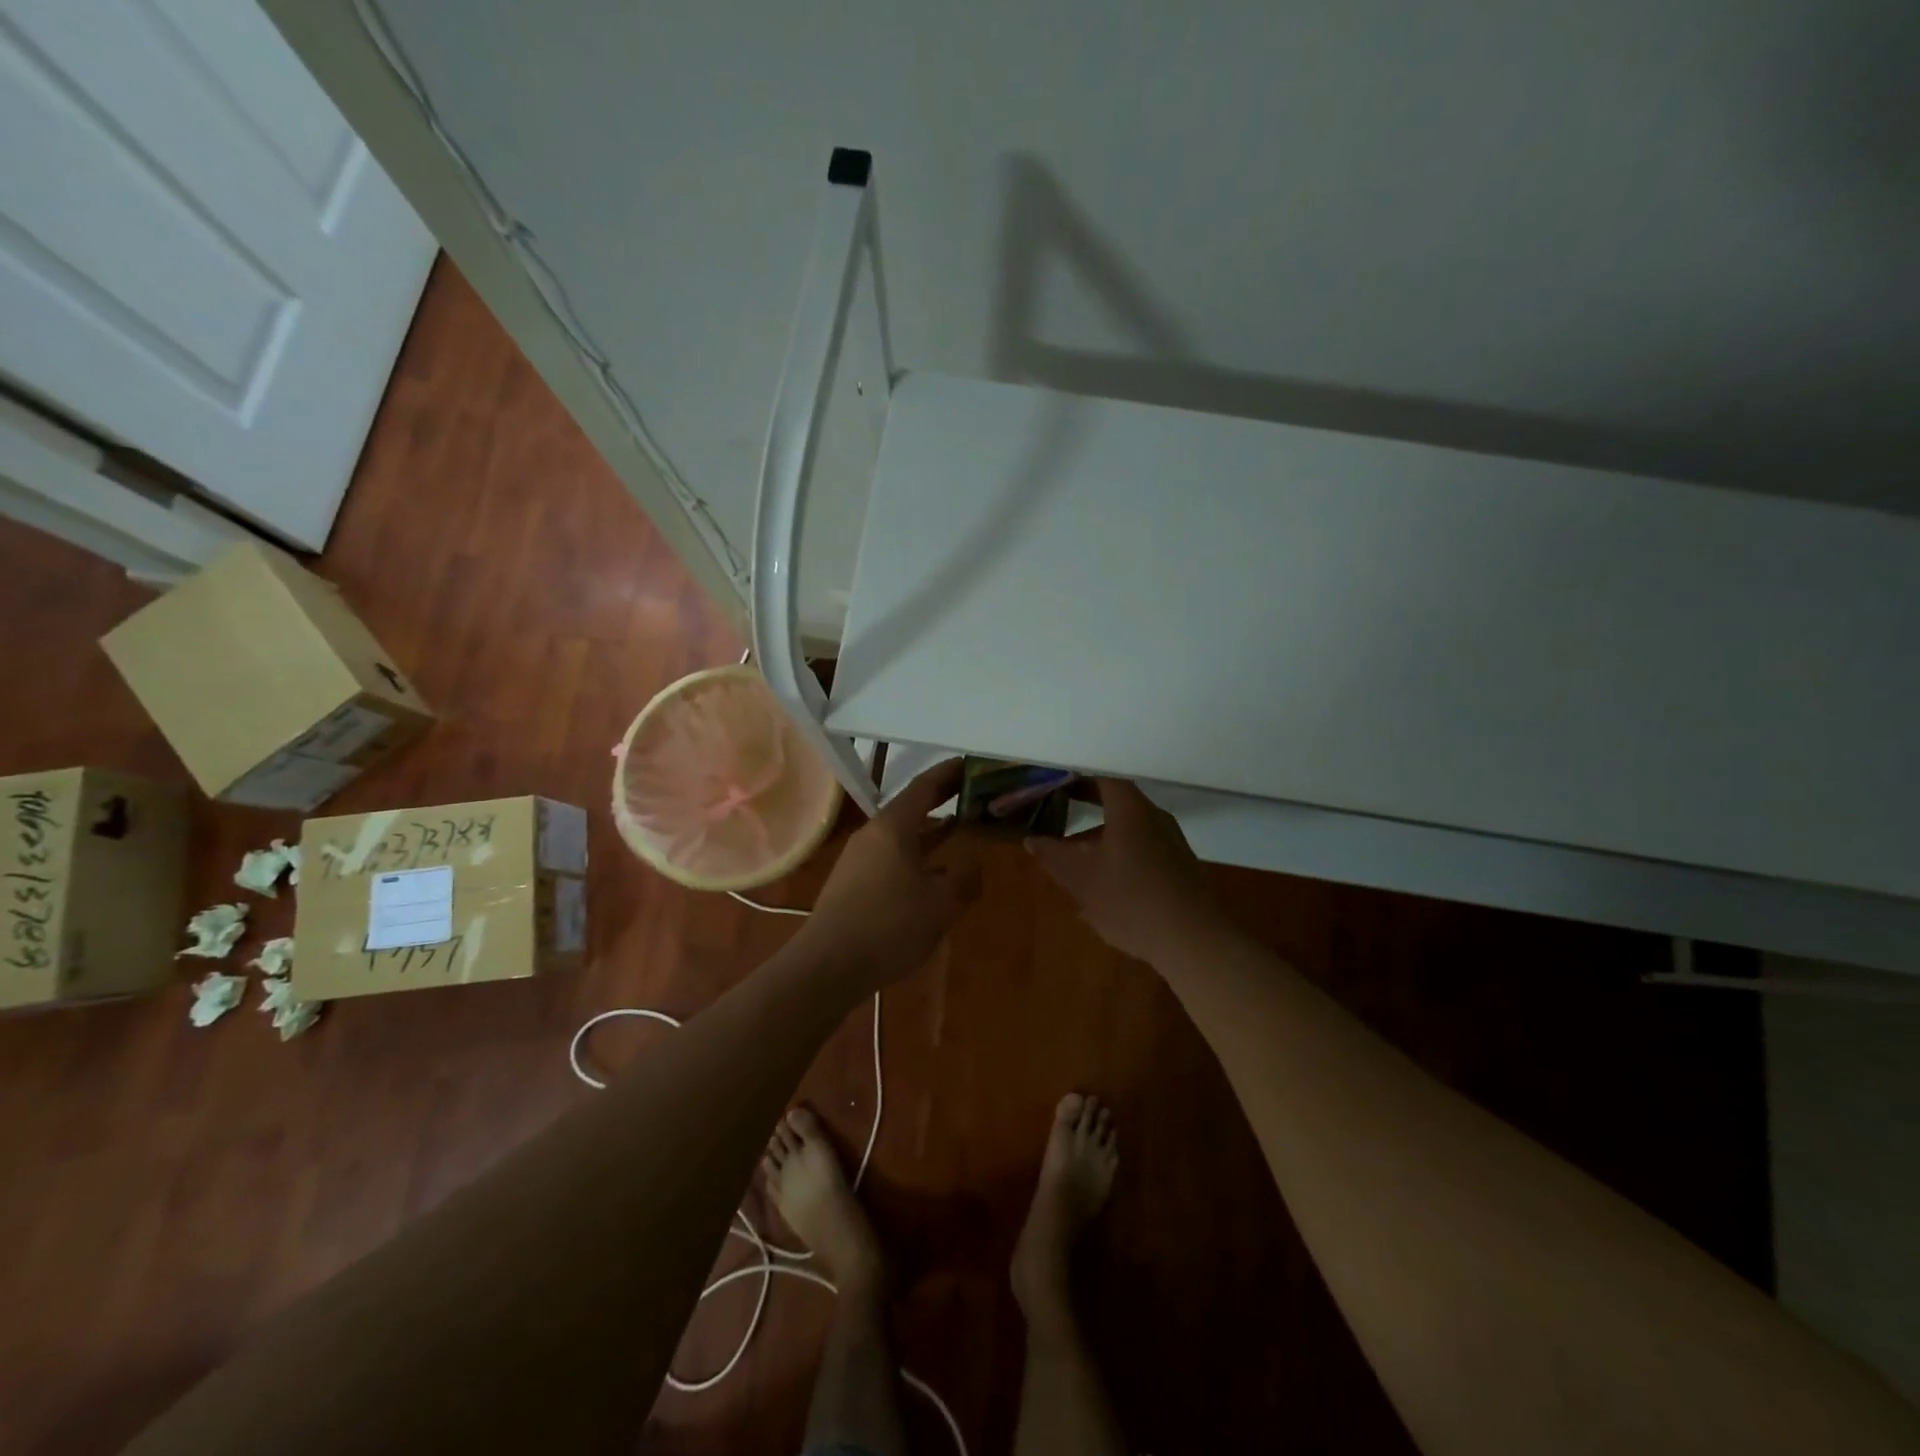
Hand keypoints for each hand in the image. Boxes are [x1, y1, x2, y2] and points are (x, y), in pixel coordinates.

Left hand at [799, 759, 980, 988]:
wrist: (827, 966)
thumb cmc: (888, 927)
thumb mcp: (940, 904)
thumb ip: (964, 878)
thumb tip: (973, 863)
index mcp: (893, 828)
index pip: (924, 786)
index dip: (949, 773)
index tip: (971, 765)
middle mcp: (873, 834)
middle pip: (910, 807)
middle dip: (941, 800)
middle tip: (972, 795)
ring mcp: (858, 858)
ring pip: (901, 834)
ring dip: (929, 830)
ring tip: (959, 828)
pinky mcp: (852, 882)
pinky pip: (891, 855)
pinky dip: (916, 853)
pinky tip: (931, 872)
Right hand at [1027, 779, 1221, 965]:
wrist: (1194, 940)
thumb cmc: (1132, 900)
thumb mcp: (1081, 879)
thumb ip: (1053, 855)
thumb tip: (1031, 839)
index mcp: (1130, 810)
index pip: (1102, 775)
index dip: (1076, 774)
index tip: (1053, 779)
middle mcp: (1154, 817)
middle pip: (1117, 799)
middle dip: (1086, 801)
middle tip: (1057, 804)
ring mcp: (1170, 842)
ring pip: (1129, 826)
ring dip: (1100, 832)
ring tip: (1073, 850)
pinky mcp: (1178, 866)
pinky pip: (1141, 846)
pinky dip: (1117, 850)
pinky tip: (1101, 881)